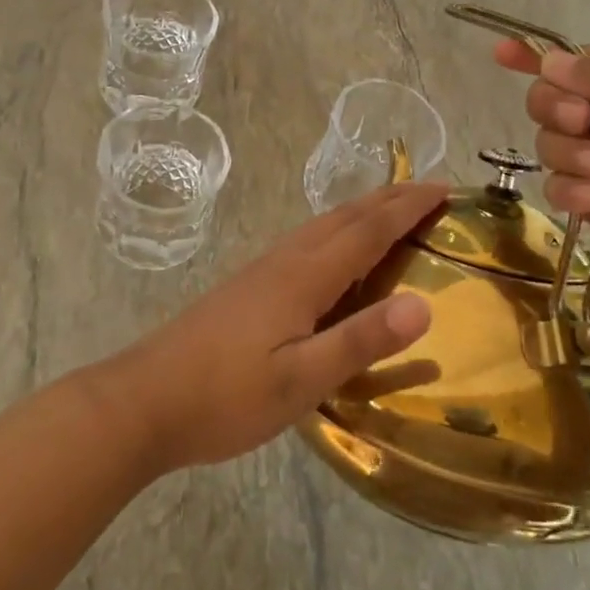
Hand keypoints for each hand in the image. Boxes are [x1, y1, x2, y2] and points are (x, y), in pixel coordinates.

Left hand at [106, 182, 447, 470]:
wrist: (144, 400)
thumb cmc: (225, 396)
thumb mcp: (300, 380)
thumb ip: (360, 341)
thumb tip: (424, 305)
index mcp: (303, 277)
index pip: (367, 230)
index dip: (407, 207)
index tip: (444, 188)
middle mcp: (283, 262)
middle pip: (343, 217)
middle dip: (388, 199)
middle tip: (429, 190)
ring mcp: (260, 271)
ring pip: (320, 227)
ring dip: (361, 212)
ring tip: (390, 212)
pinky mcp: (246, 287)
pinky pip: (304, 243)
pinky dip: (336, 233)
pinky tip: (332, 255)